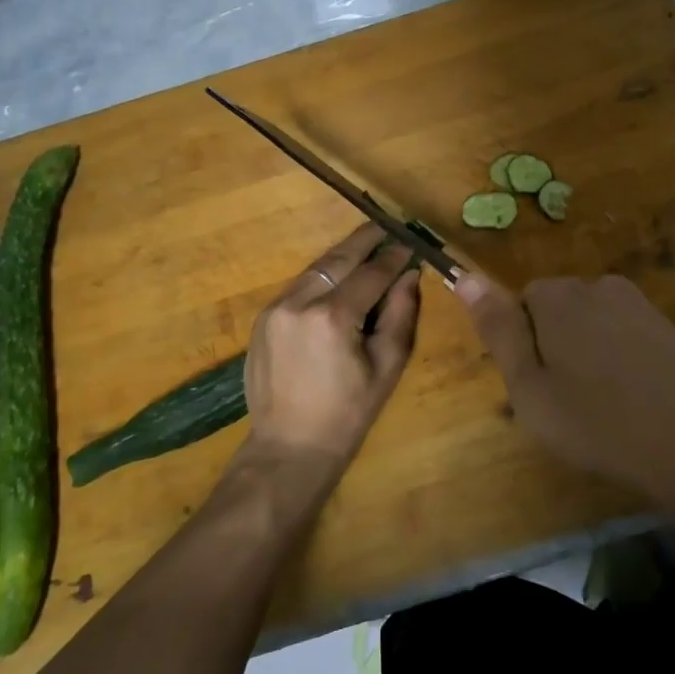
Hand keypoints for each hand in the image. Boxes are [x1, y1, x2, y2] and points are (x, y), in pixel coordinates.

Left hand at [240, 224, 421, 482]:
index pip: (371, 273)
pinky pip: (299, 286)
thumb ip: (401, 314)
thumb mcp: (387, 366)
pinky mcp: (263, 318)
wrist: (289, 447)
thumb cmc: (348, 413)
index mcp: (333, 317)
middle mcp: (299, 303)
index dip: (394, 256)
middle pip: (338, 259)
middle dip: (365, 240)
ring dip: (342, 256)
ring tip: (367, 244)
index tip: (411, 243)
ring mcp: (275, 308)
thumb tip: (410, 274)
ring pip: (316, 269)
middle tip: (387, 226)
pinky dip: (322, 277)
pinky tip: (339, 277)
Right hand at [455, 273, 674, 502]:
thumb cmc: (599, 421)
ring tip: (605, 408)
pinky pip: (629, 338)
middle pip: (560, 310)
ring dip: (593, 355)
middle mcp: (598, 286)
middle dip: (557, 346)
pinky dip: (626, 363)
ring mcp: (640, 305)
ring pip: (596, 325)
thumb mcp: (530, 386)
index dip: (526, 346)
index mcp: (557, 296)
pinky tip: (638, 403)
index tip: (539, 386)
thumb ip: (498, 329)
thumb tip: (464, 276)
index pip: (522, 304)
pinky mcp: (670, 327)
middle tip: (568, 402)